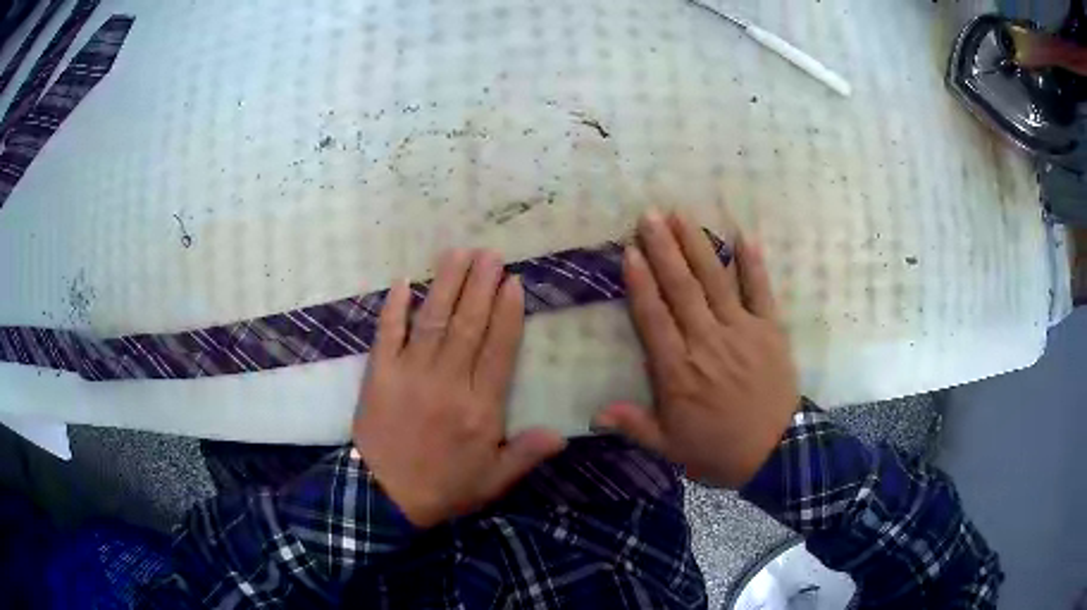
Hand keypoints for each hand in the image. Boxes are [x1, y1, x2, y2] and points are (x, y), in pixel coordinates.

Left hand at [354, 250, 566, 527]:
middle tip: (490, 253)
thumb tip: (562, 434)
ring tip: (458, 253)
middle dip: (481, 285)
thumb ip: (526, 454)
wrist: (384, 497)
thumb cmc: (444, 487)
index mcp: (480, 408)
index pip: (499, 350)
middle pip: (468, 325)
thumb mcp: (493, 480)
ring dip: (446, 284)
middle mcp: (448, 382)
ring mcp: (410, 374)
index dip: (508, 313)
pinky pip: (387, 334)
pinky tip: (404, 281)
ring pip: (433, 320)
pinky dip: (395, 307)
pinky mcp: (379, 374)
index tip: (514, 282)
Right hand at [596, 210, 798, 488]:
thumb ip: (634, 425)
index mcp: (678, 370)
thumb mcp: (670, 448)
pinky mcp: (770, 329)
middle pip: (681, 288)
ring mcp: (741, 331)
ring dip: (697, 246)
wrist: (775, 454)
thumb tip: (593, 414)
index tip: (630, 250)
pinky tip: (743, 236)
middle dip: (664, 249)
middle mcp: (706, 341)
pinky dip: (753, 264)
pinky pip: (761, 291)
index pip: (654, 316)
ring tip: (681, 215)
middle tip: (649, 215)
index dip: (641, 282)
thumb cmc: (718, 450)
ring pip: (715, 281)